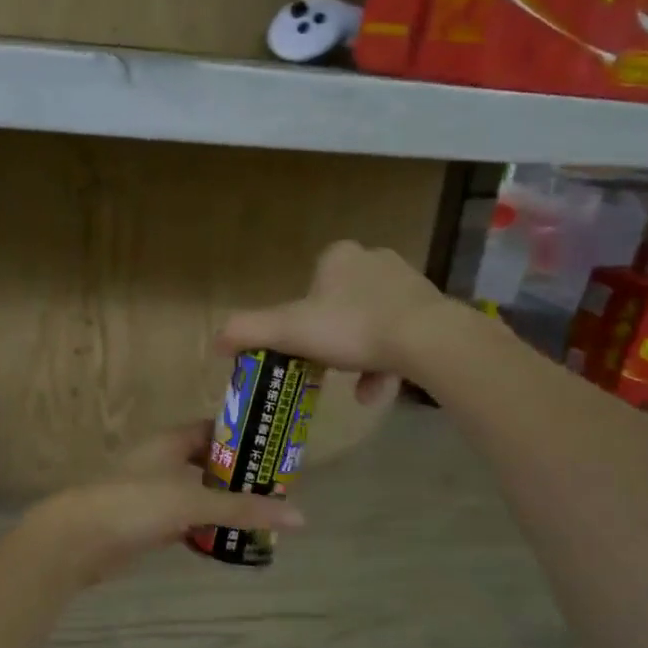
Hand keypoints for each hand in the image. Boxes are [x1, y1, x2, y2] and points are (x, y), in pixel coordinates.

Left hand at [22, 421, 305, 588]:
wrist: (77, 539)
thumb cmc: (134, 504)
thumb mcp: (192, 501)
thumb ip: (243, 509)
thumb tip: (300, 517)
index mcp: (169, 442)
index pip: (214, 429)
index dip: (243, 437)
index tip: (274, 450)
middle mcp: (160, 461)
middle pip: (207, 463)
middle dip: (237, 476)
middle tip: (274, 490)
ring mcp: (151, 493)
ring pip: (196, 494)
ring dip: (221, 505)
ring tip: (260, 517)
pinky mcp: (145, 523)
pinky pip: (183, 521)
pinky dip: (203, 528)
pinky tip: (226, 541)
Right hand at [216, 240, 468, 400]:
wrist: (427, 340)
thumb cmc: (351, 328)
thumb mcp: (289, 331)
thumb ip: (248, 332)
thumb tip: (214, 342)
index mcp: (339, 257)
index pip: (310, 286)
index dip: (301, 319)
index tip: (303, 346)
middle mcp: (374, 260)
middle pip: (340, 307)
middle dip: (332, 343)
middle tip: (327, 370)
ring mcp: (407, 283)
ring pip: (370, 325)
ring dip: (358, 359)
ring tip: (357, 391)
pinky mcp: (432, 309)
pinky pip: (399, 337)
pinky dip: (386, 364)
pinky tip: (378, 391)